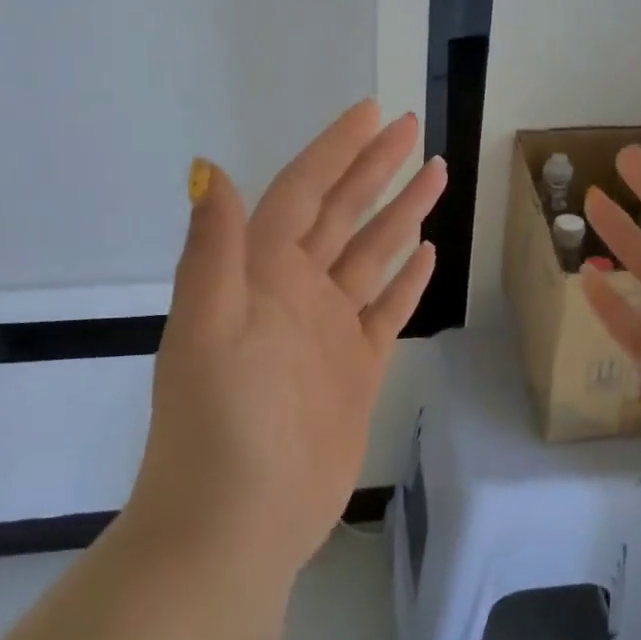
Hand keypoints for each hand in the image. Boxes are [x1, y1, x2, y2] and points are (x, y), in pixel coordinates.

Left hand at [128, 101, 445, 582]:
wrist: (238, 526)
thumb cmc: (222, 424)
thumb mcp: (208, 328)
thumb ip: (213, 248)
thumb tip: (206, 165)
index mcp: (259, 273)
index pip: (303, 192)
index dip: (336, 150)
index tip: (373, 113)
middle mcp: (295, 290)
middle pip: (343, 213)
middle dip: (375, 168)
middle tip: (411, 128)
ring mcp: (328, 330)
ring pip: (371, 255)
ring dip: (400, 214)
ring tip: (435, 175)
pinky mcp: (355, 369)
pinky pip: (386, 311)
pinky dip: (405, 281)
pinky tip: (425, 254)